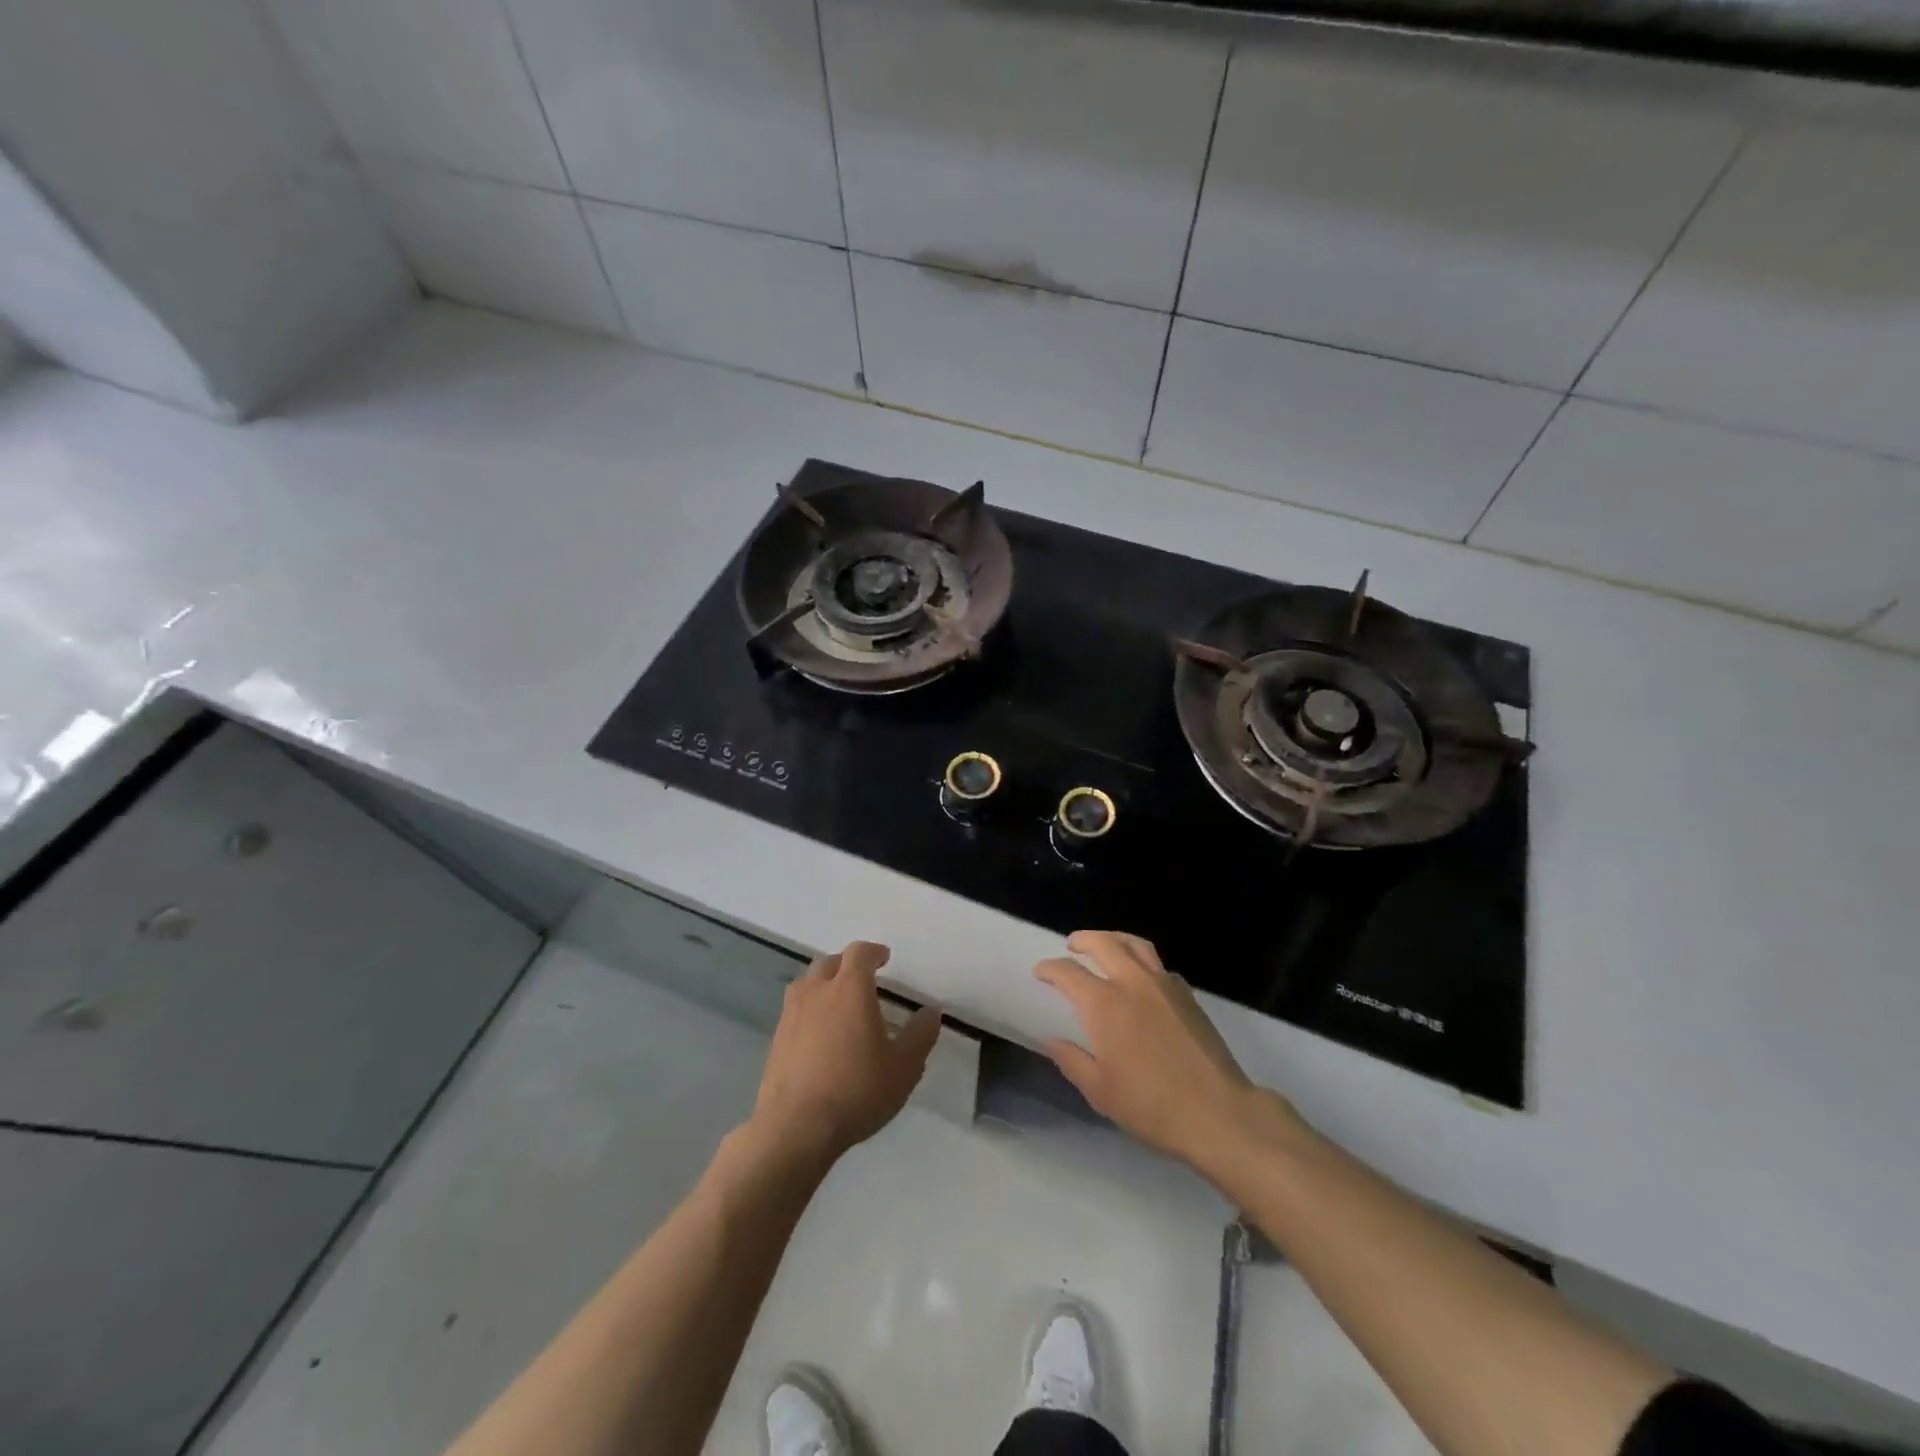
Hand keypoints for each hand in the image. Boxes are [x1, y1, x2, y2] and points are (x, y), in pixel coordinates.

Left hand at [750, 941, 940, 1165]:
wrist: (796, 1127)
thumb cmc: (856, 1090)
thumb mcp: (903, 1067)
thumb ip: (920, 1036)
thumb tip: (931, 1012)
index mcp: (850, 988)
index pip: (859, 953)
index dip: (873, 952)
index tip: (884, 958)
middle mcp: (817, 991)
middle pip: (830, 962)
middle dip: (847, 965)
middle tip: (863, 980)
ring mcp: (791, 1014)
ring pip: (807, 983)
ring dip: (824, 984)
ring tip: (838, 1003)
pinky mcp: (776, 1038)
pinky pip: (795, 1009)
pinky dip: (809, 1009)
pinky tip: (819, 1034)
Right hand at [1035, 930, 1275, 1166]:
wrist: (1217, 1112)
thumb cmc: (1151, 1106)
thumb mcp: (1100, 1092)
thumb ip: (1071, 1060)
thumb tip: (1051, 1039)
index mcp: (1104, 1004)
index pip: (1069, 973)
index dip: (1050, 968)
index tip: (1040, 972)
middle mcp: (1132, 983)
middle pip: (1103, 943)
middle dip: (1083, 940)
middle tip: (1072, 945)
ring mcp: (1164, 985)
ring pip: (1135, 944)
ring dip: (1114, 939)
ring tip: (1106, 946)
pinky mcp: (1188, 995)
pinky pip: (1160, 965)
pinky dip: (1143, 962)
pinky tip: (1142, 979)